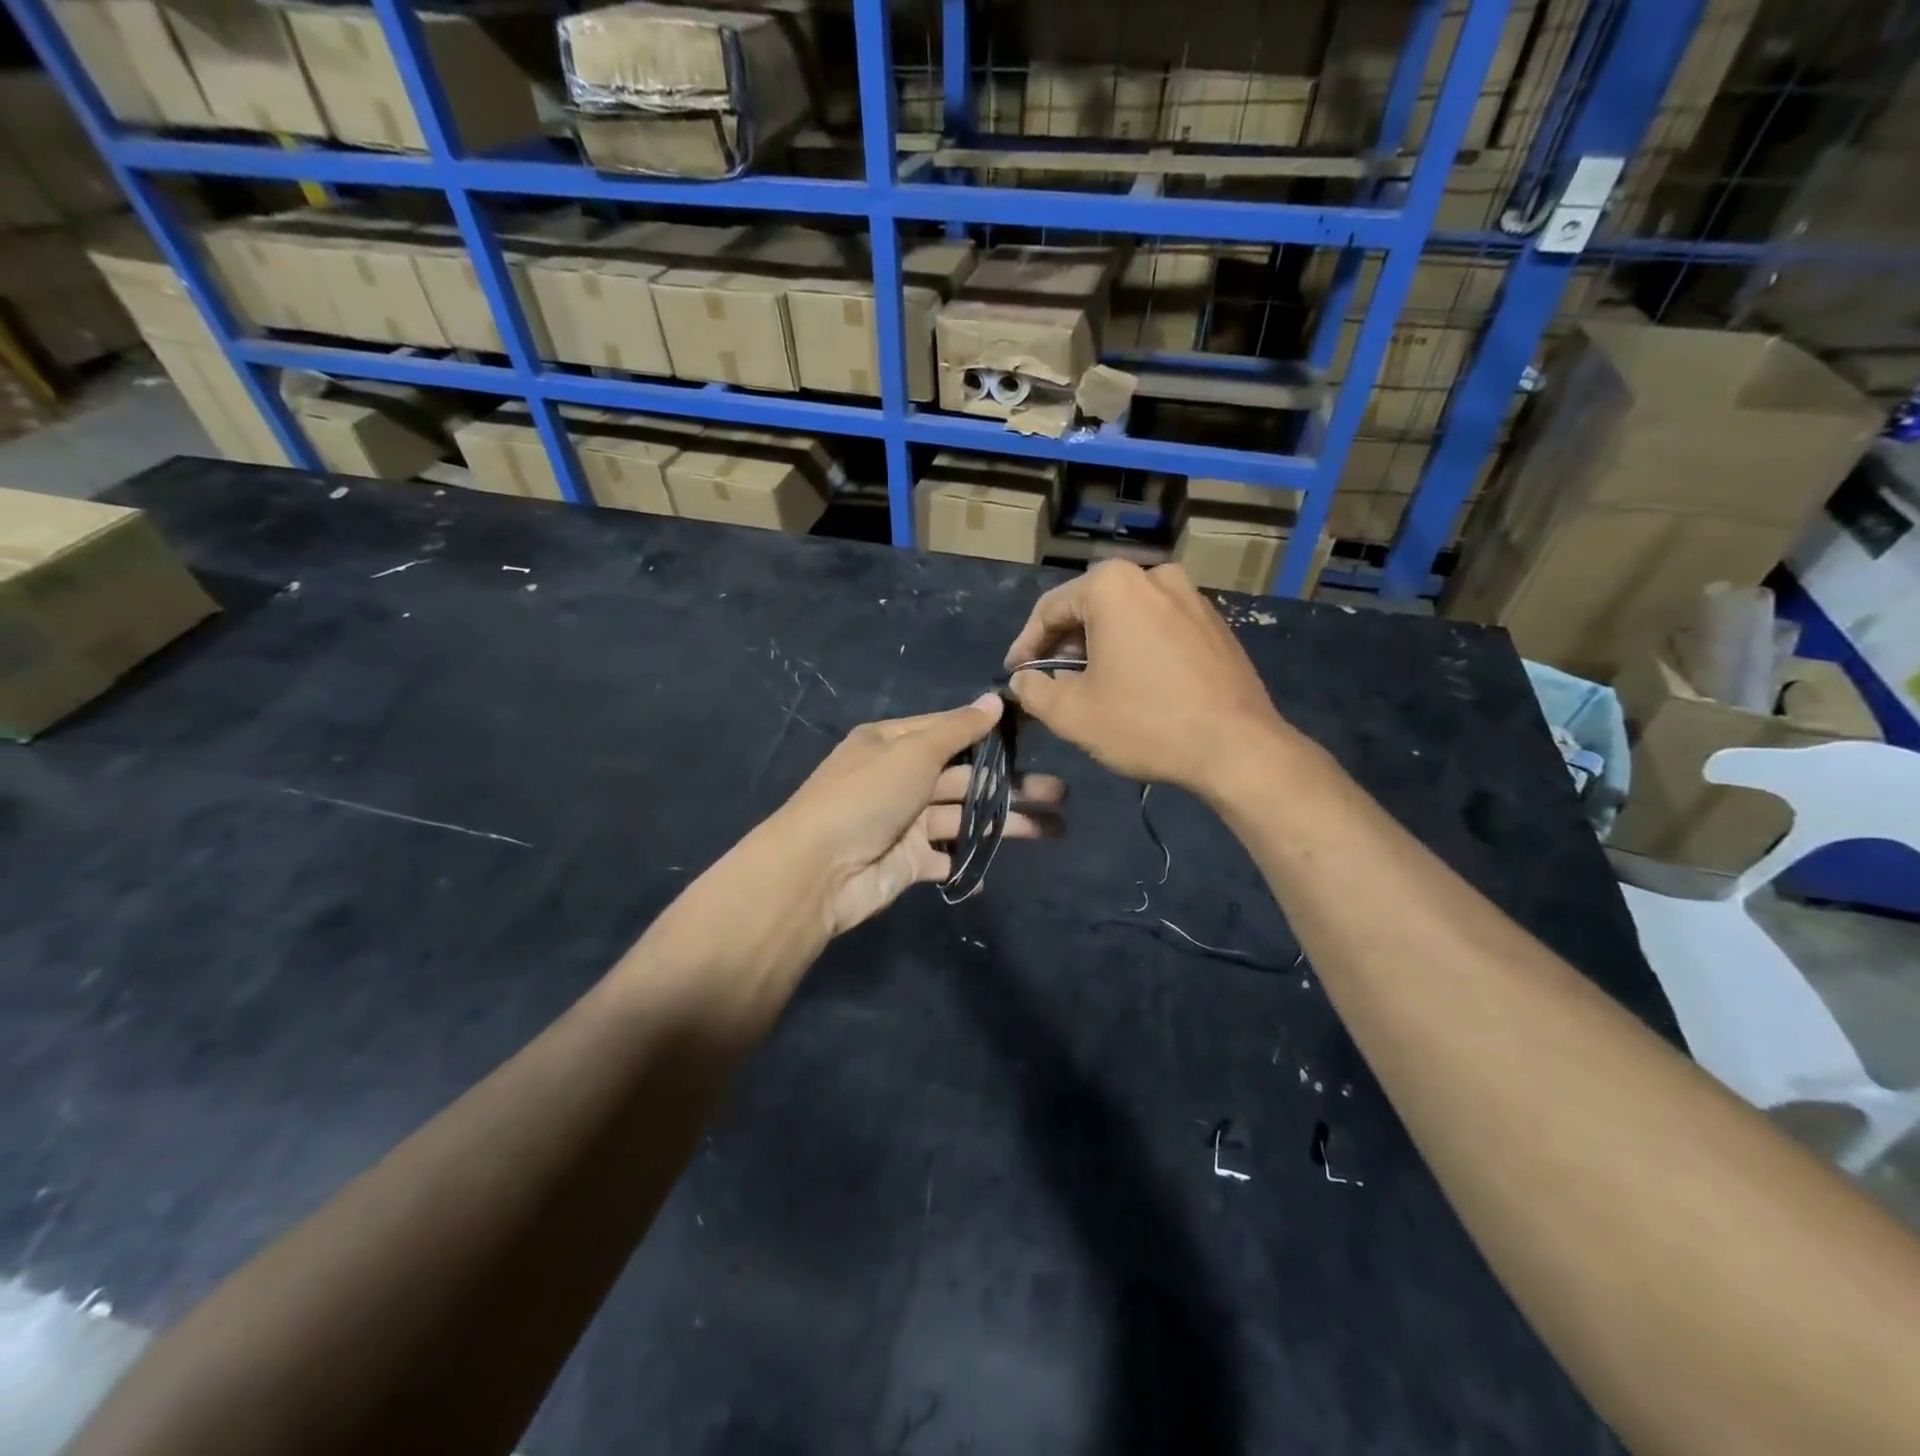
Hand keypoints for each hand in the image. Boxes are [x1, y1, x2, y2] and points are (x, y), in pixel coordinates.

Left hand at [767, 695, 1064, 936]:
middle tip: (1060, 792)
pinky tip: (997, 867)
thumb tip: (995, 699)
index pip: (951, 730)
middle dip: (1011, 784)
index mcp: (893, 743)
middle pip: (966, 777)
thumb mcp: (912, 751)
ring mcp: (905, 823)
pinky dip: (969, 862)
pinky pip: (946, 859)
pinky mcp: (909, 862)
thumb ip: (957, 729)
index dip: (993, 731)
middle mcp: (901, 778)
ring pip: (964, 818)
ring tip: (1054, 829)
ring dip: (1005, 823)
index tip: (1037, 732)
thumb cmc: (866, 797)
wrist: (817, 871)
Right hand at [1004, 561, 1293, 799]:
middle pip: (1089, 607)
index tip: (1014, 674)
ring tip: (1088, 684)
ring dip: (1100, 646)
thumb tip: (1023, 678)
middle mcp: (1153, 576)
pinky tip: (1132, 683)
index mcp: (1112, 585)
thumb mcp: (1072, 713)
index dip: (1026, 644)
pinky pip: (1158, 627)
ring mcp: (1191, 596)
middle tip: (1049, 680)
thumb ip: (1033, 689)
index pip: (1049, 609)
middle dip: (1064, 644)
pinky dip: (1135, 648)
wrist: (1237, 747)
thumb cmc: (1145, 723)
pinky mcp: (1214, 622)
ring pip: (1125, 616)